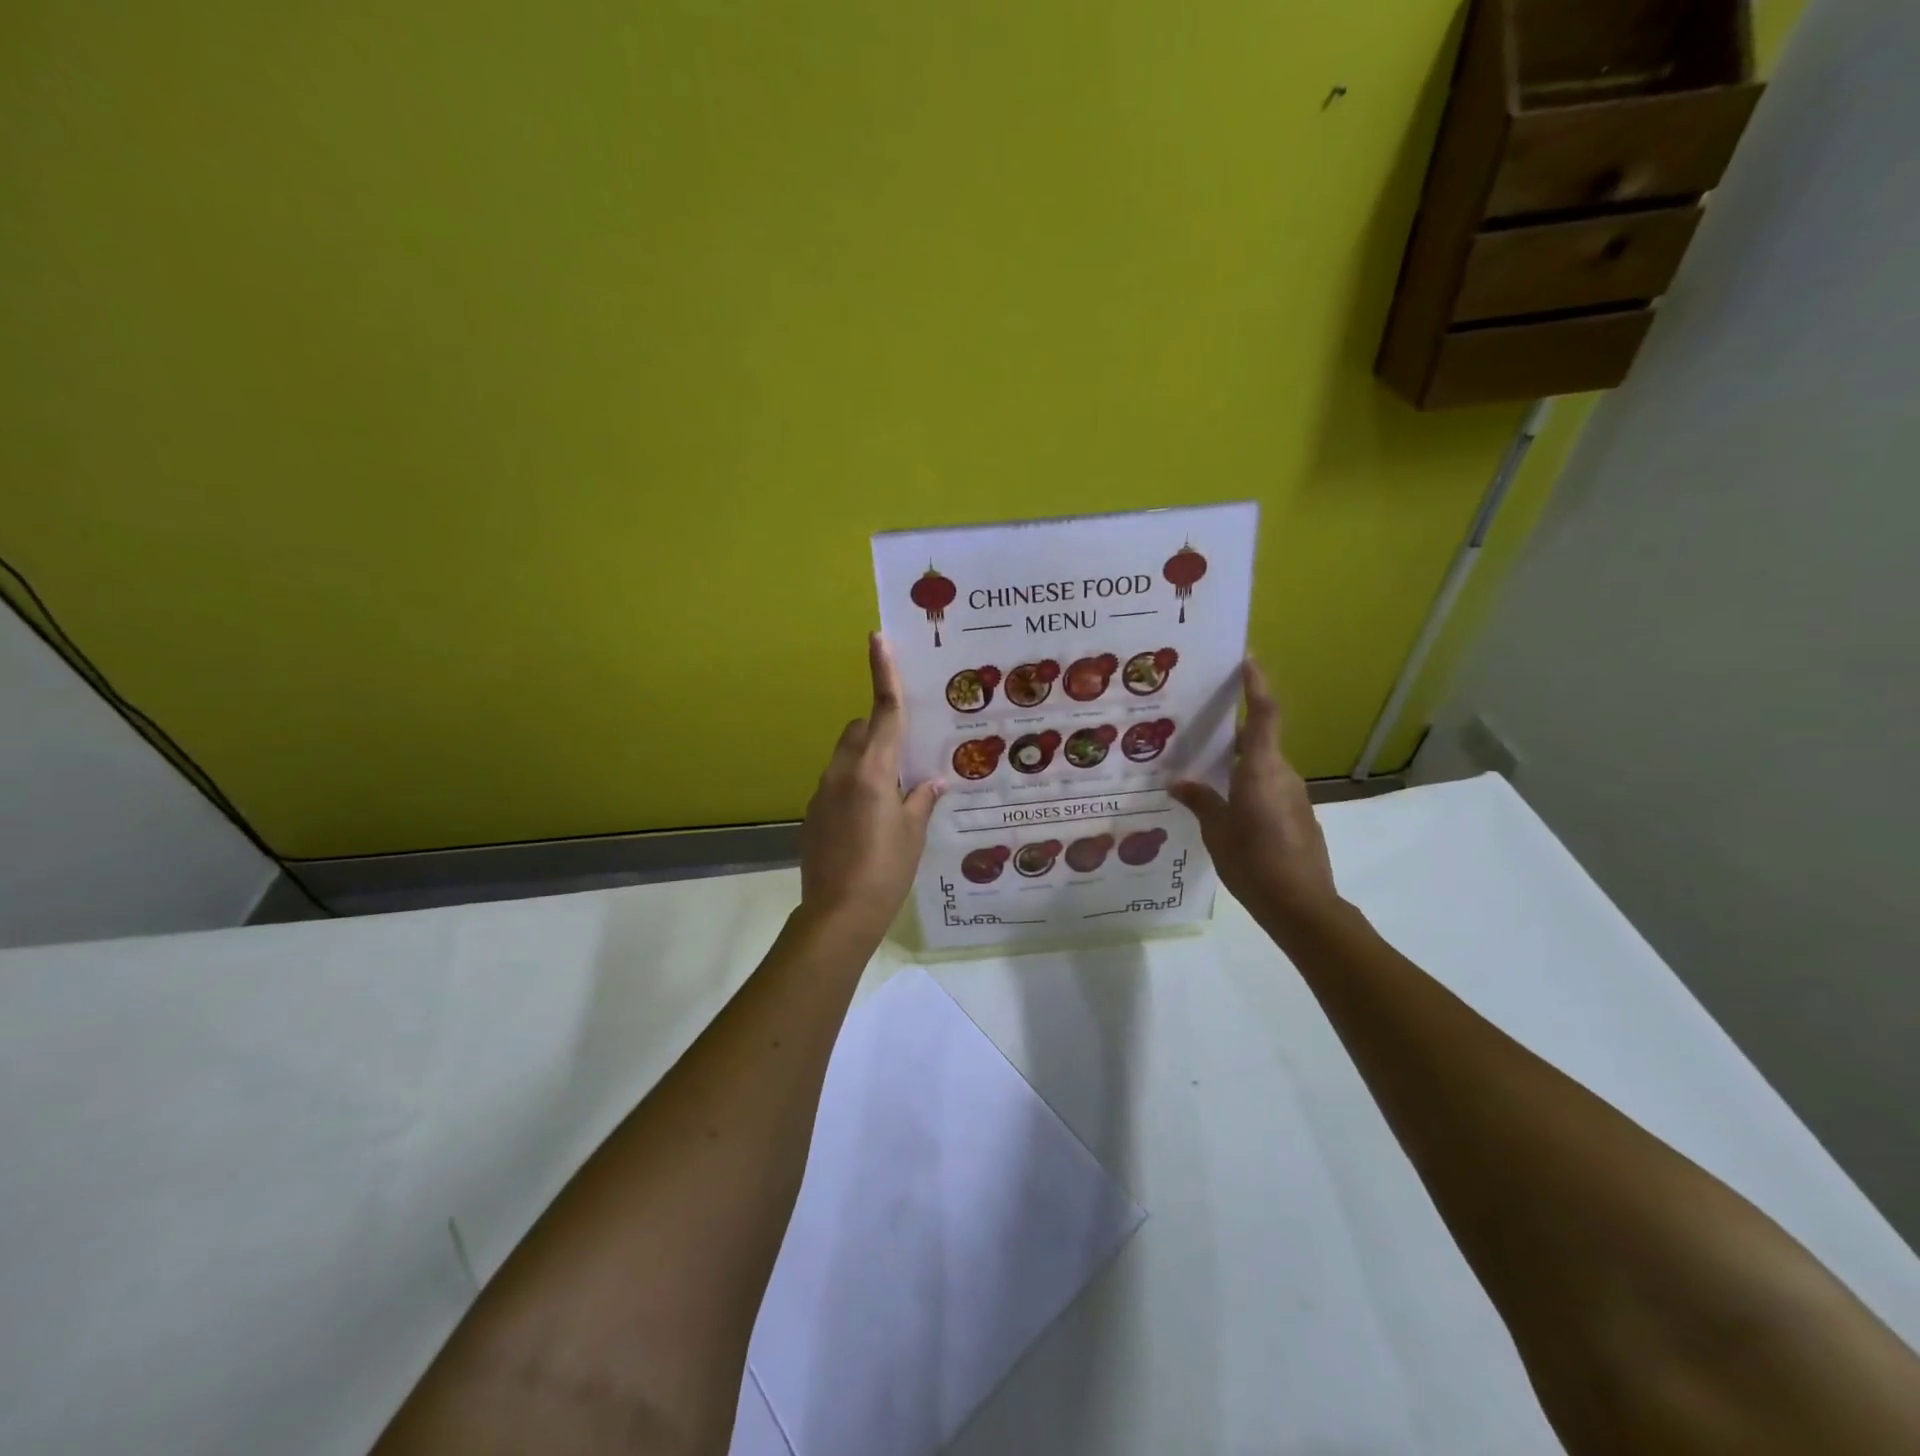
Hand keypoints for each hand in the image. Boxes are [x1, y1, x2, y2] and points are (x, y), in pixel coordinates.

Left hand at [798, 634, 943, 942]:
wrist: (838, 914)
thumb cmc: (886, 870)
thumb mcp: (914, 834)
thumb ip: (921, 800)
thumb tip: (932, 781)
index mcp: (873, 770)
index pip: (883, 711)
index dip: (883, 673)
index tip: (877, 638)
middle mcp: (843, 771)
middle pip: (860, 730)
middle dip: (880, 729)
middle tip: (905, 759)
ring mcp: (823, 791)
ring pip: (846, 755)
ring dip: (867, 759)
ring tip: (890, 795)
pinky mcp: (812, 812)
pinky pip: (836, 781)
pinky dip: (853, 784)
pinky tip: (868, 820)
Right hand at [1170, 658, 1340, 932]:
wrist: (1302, 906)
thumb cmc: (1254, 863)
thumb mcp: (1217, 831)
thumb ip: (1200, 801)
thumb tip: (1179, 782)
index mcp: (1261, 771)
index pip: (1263, 715)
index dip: (1257, 685)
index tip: (1247, 659)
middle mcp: (1283, 775)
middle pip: (1259, 741)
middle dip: (1231, 731)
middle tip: (1198, 727)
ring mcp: (1294, 796)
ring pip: (1262, 767)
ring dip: (1237, 764)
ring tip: (1202, 773)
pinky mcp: (1298, 816)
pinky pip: (1269, 789)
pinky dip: (1248, 787)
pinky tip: (1226, 807)